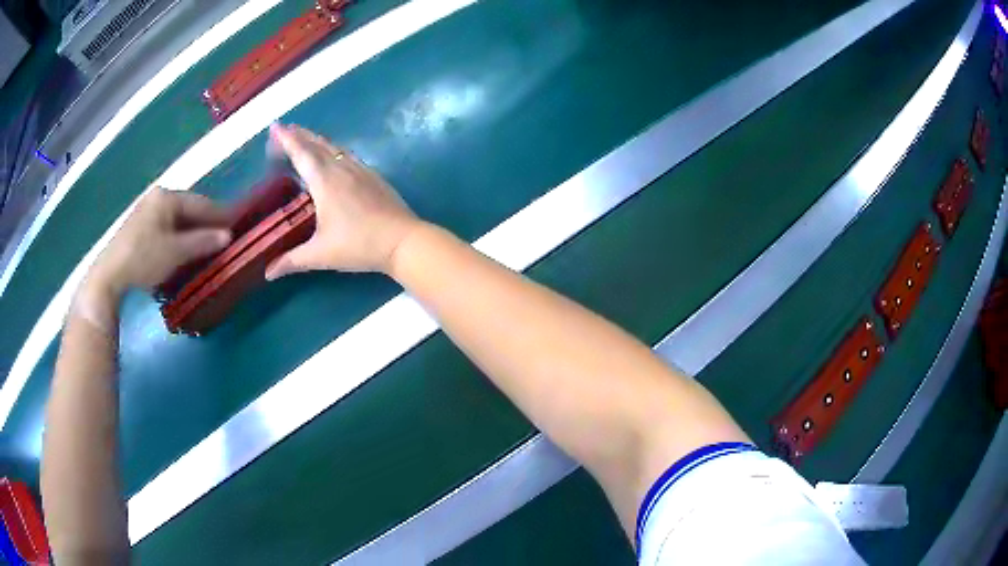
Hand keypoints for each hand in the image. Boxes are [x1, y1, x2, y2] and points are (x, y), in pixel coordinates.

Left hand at [88, 187, 231, 296]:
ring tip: (206, 247)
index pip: (200, 203)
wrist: (110, 275)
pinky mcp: (138, 228)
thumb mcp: (175, 252)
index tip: (237, 224)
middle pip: (188, 210)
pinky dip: (177, 238)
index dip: (219, 215)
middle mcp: (157, 198)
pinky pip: (165, 228)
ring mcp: (146, 212)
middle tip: (222, 238)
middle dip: (205, 224)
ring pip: (176, 220)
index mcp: (167, 197)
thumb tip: (227, 236)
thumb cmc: (143, 258)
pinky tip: (183, 251)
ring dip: (191, 233)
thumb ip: (202, 242)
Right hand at [265, 123, 421, 277]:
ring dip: (317, 140)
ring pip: (335, 148)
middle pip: (317, 145)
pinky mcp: (374, 176)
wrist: (403, 241)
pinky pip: (348, 155)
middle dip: (300, 135)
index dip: (287, 140)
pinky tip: (335, 155)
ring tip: (305, 136)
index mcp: (325, 182)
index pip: (301, 154)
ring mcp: (361, 170)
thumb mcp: (321, 255)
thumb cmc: (359, 245)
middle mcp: (342, 169)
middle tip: (285, 128)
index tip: (276, 127)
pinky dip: (334, 149)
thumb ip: (292, 261)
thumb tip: (268, 273)